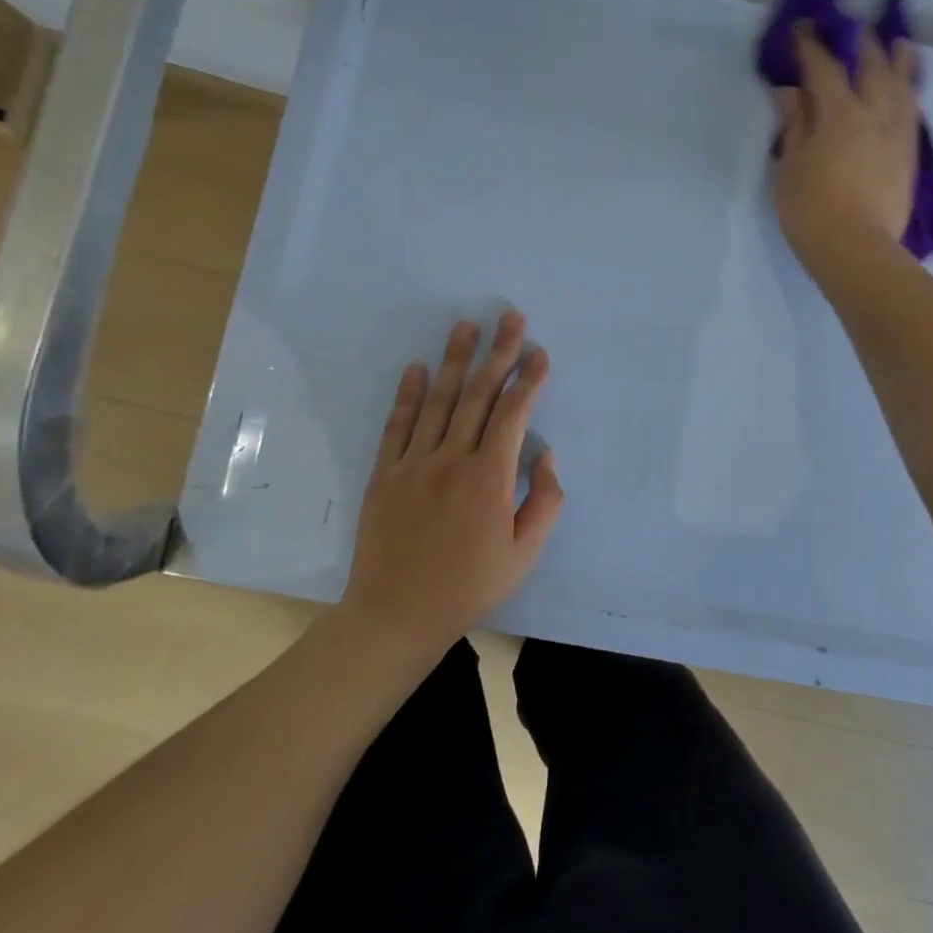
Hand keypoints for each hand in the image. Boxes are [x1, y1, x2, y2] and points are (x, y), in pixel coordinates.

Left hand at [339, 311, 563, 659]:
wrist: (396, 614)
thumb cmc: (469, 586)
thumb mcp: (524, 555)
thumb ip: (544, 503)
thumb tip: (547, 457)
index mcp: (490, 478)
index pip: (513, 414)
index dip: (529, 380)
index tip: (540, 354)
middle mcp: (452, 459)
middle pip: (479, 395)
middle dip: (498, 352)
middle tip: (509, 317)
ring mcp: (414, 463)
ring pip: (439, 400)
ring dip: (455, 360)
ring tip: (467, 326)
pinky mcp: (385, 473)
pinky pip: (397, 425)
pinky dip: (408, 394)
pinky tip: (417, 368)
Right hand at [771, 23, 919, 283]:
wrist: (856, 250)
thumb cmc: (811, 210)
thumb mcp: (790, 166)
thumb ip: (795, 124)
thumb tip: (793, 91)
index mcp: (839, 113)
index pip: (824, 67)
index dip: (811, 45)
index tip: (802, 27)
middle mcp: (874, 112)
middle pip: (870, 65)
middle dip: (859, 41)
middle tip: (851, 23)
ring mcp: (897, 132)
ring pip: (901, 83)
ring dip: (897, 58)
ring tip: (898, 40)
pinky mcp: (908, 154)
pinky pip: (912, 109)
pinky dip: (910, 90)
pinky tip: (909, 86)